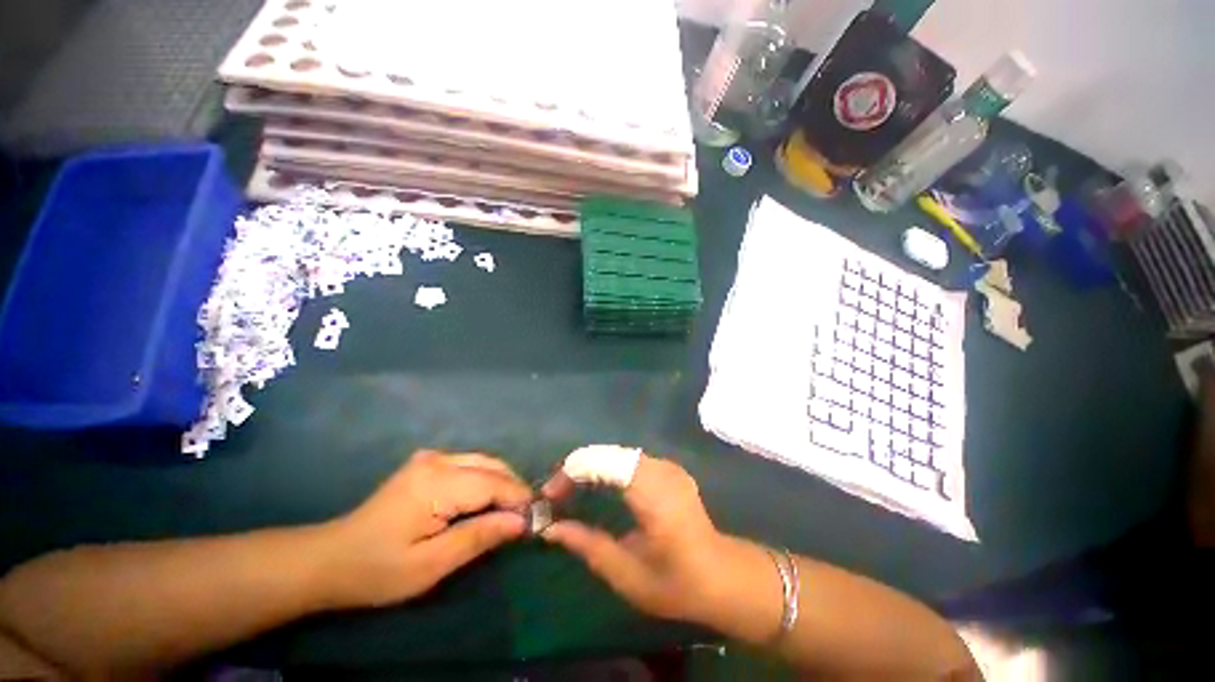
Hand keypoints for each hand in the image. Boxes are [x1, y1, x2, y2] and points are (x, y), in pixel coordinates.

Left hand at [325, 450, 531, 607]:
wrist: (331, 559)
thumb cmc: (378, 569)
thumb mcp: (430, 565)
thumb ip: (478, 537)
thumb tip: (521, 522)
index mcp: (437, 483)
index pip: (494, 483)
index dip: (519, 499)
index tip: (537, 520)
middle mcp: (438, 460)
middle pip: (493, 466)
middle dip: (514, 490)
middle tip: (525, 519)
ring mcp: (431, 458)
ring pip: (484, 462)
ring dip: (502, 484)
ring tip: (510, 512)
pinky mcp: (428, 463)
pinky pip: (470, 464)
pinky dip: (486, 480)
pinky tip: (485, 502)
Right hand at [540, 455, 750, 625]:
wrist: (722, 575)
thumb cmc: (676, 583)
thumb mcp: (626, 573)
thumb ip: (587, 545)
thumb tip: (549, 529)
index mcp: (651, 492)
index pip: (602, 462)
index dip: (570, 473)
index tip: (550, 496)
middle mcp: (659, 469)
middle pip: (607, 453)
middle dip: (577, 469)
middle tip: (556, 496)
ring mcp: (667, 465)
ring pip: (617, 453)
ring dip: (591, 467)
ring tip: (572, 491)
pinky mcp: (669, 468)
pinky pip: (629, 459)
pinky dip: (607, 468)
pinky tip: (599, 487)